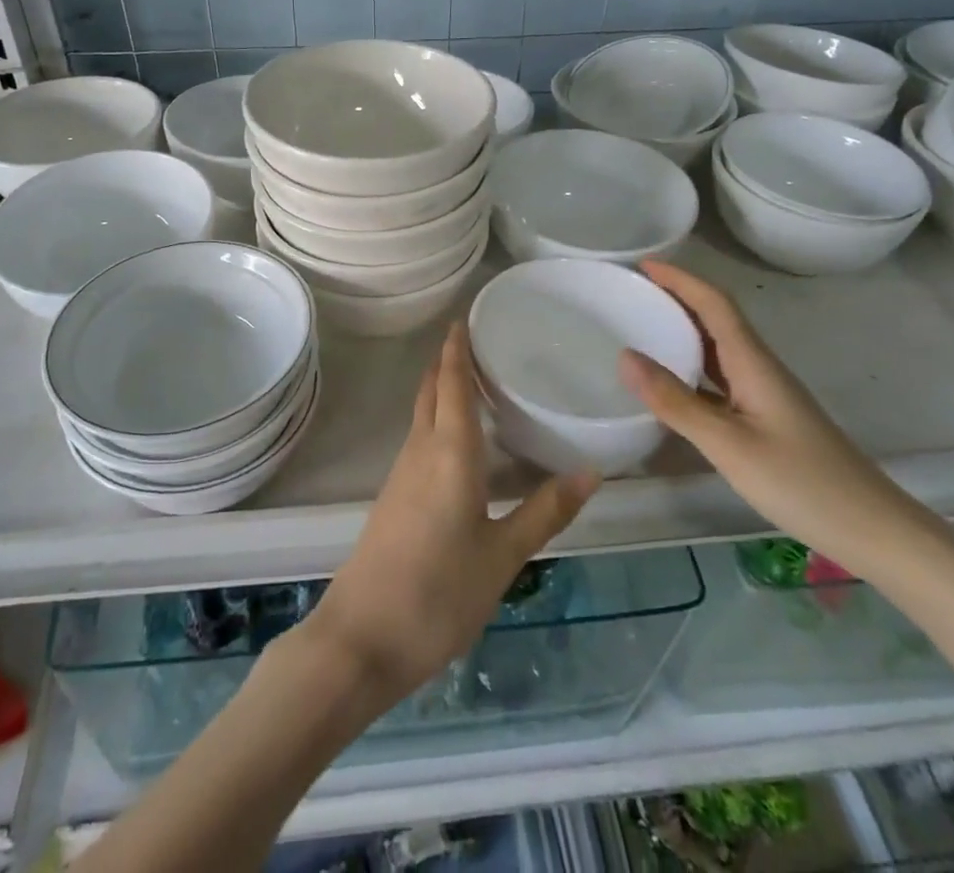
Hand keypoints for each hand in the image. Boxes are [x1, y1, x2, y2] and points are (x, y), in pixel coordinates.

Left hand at [304, 323, 598, 705]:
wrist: (362, 638)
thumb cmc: (438, 593)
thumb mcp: (503, 557)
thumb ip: (545, 512)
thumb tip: (591, 471)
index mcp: (449, 453)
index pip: (452, 383)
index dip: (457, 348)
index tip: (466, 316)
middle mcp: (421, 450)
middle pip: (431, 390)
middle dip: (448, 361)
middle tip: (479, 340)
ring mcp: (402, 473)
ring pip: (423, 413)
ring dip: (443, 388)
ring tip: (477, 379)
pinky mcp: (395, 496)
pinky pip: (420, 438)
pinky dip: (439, 419)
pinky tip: (460, 439)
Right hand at [617, 259, 934, 578]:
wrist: (873, 529)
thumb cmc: (801, 482)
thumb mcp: (728, 444)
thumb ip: (675, 402)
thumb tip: (625, 356)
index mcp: (753, 362)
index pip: (714, 304)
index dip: (679, 279)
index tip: (642, 264)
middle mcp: (759, 368)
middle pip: (716, 318)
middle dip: (675, 297)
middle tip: (631, 292)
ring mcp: (764, 393)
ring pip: (718, 348)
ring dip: (682, 330)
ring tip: (641, 326)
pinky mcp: (765, 417)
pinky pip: (720, 377)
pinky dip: (691, 367)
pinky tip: (671, 384)